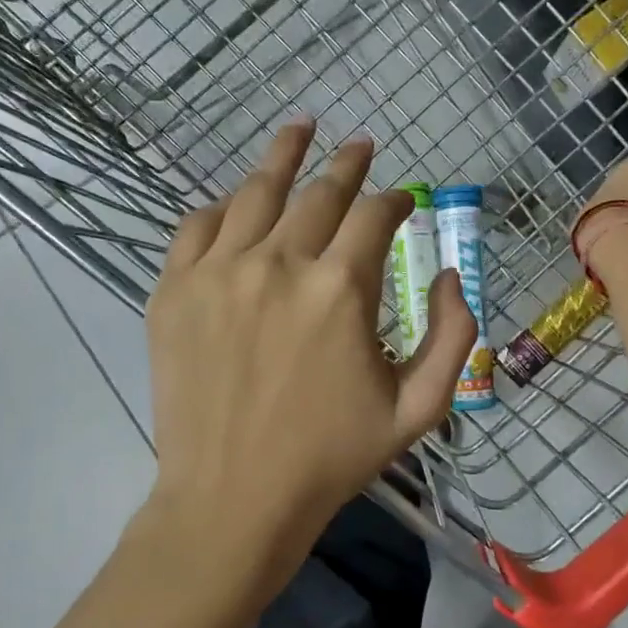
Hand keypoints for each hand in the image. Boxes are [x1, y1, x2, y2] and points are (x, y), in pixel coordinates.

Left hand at [145, 121, 476, 595]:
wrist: (233, 499)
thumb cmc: (332, 458)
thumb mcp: (419, 408)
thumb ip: (454, 335)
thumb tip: (452, 275)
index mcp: (342, 289)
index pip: (375, 216)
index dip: (395, 201)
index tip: (402, 200)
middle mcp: (279, 263)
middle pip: (319, 192)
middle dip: (348, 164)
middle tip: (361, 145)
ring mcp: (218, 272)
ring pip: (256, 192)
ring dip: (284, 155)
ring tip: (301, 128)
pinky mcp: (173, 291)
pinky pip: (197, 225)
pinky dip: (223, 205)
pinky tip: (238, 199)